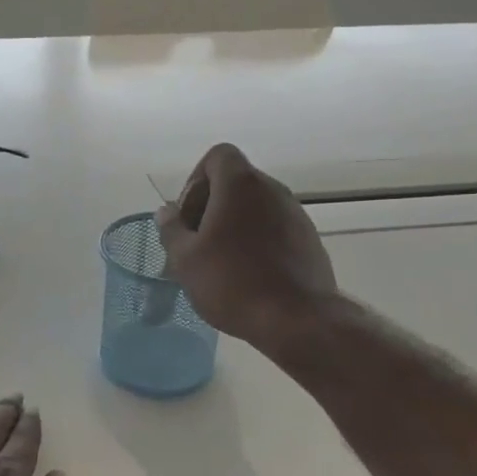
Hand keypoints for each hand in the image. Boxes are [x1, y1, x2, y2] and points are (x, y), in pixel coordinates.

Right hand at [157, 143, 338, 350]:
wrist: (296, 319)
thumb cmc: (232, 282)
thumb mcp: (185, 259)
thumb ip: (171, 229)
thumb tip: (167, 212)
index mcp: (241, 185)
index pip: (218, 156)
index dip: (196, 181)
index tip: (188, 217)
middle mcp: (273, 190)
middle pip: (235, 182)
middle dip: (211, 207)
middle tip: (196, 244)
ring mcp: (296, 214)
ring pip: (255, 208)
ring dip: (233, 226)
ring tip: (219, 264)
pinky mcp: (309, 240)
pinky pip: (274, 229)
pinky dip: (256, 242)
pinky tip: (246, 276)